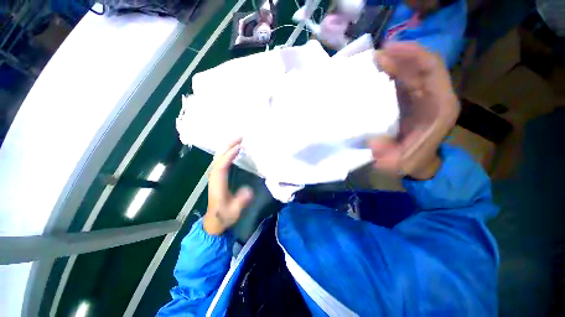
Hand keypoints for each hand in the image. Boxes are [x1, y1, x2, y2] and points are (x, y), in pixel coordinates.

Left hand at [203, 139, 253, 234]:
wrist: (214, 221)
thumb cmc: (224, 216)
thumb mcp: (234, 211)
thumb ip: (241, 201)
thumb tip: (249, 191)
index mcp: (217, 184)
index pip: (222, 166)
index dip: (229, 155)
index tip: (239, 147)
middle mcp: (214, 177)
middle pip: (218, 158)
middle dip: (228, 146)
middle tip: (239, 137)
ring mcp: (214, 176)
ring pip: (218, 158)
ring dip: (226, 148)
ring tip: (237, 140)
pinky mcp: (217, 177)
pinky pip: (220, 161)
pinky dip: (226, 153)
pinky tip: (232, 150)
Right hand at [370, 42, 459, 178]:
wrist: (419, 164)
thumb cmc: (413, 163)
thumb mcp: (402, 164)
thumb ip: (390, 157)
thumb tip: (373, 142)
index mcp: (441, 107)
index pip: (432, 69)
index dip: (412, 55)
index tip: (389, 50)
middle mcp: (435, 96)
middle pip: (420, 66)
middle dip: (398, 56)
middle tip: (372, 56)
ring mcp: (423, 96)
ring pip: (410, 70)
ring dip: (392, 62)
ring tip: (371, 61)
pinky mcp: (411, 99)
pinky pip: (402, 80)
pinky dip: (389, 72)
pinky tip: (375, 72)